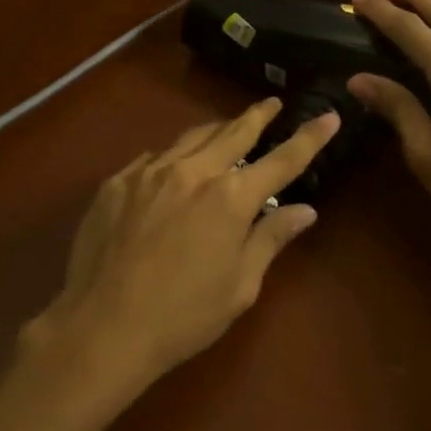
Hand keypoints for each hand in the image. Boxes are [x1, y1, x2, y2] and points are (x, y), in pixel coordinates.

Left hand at [20, 99, 339, 410]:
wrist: (102, 327)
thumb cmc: (183, 316)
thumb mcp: (239, 286)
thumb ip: (270, 239)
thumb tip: (304, 210)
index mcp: (230, 198)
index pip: (282, 160)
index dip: (309, 137)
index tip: (329, 116)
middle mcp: (193, 172)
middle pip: (233, 132)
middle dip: (257, 115)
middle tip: (271, 103)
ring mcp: (149, 172)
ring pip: (190, 138)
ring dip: (215, 130)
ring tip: (226, 128)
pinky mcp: (117, 182)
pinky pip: (152, 158)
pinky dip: (172, 157)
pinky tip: (171, 167)